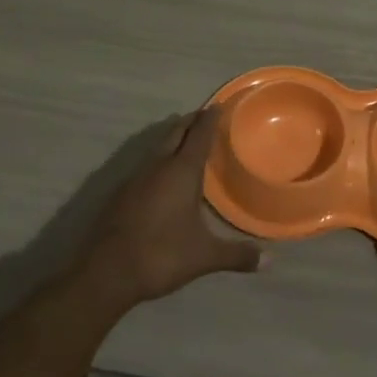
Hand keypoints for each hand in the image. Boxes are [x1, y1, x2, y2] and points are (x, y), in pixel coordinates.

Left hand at [77, 110, 261, 307]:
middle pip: (175, 133)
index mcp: (181, 172)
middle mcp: (157, 166)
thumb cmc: (161, 254)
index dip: (210, 119)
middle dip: (190, 122)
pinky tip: (160, 173)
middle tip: (203, 116)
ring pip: (157, 147)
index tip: (218, 105)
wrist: (106, 271)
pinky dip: (158, 158)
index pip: (199, 135)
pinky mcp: (121, 193)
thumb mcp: (204, 256)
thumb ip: (237, 254)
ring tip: (184, 138)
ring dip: (172, 138)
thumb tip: (270, 260)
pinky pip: (145, 164)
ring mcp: (135, 178)